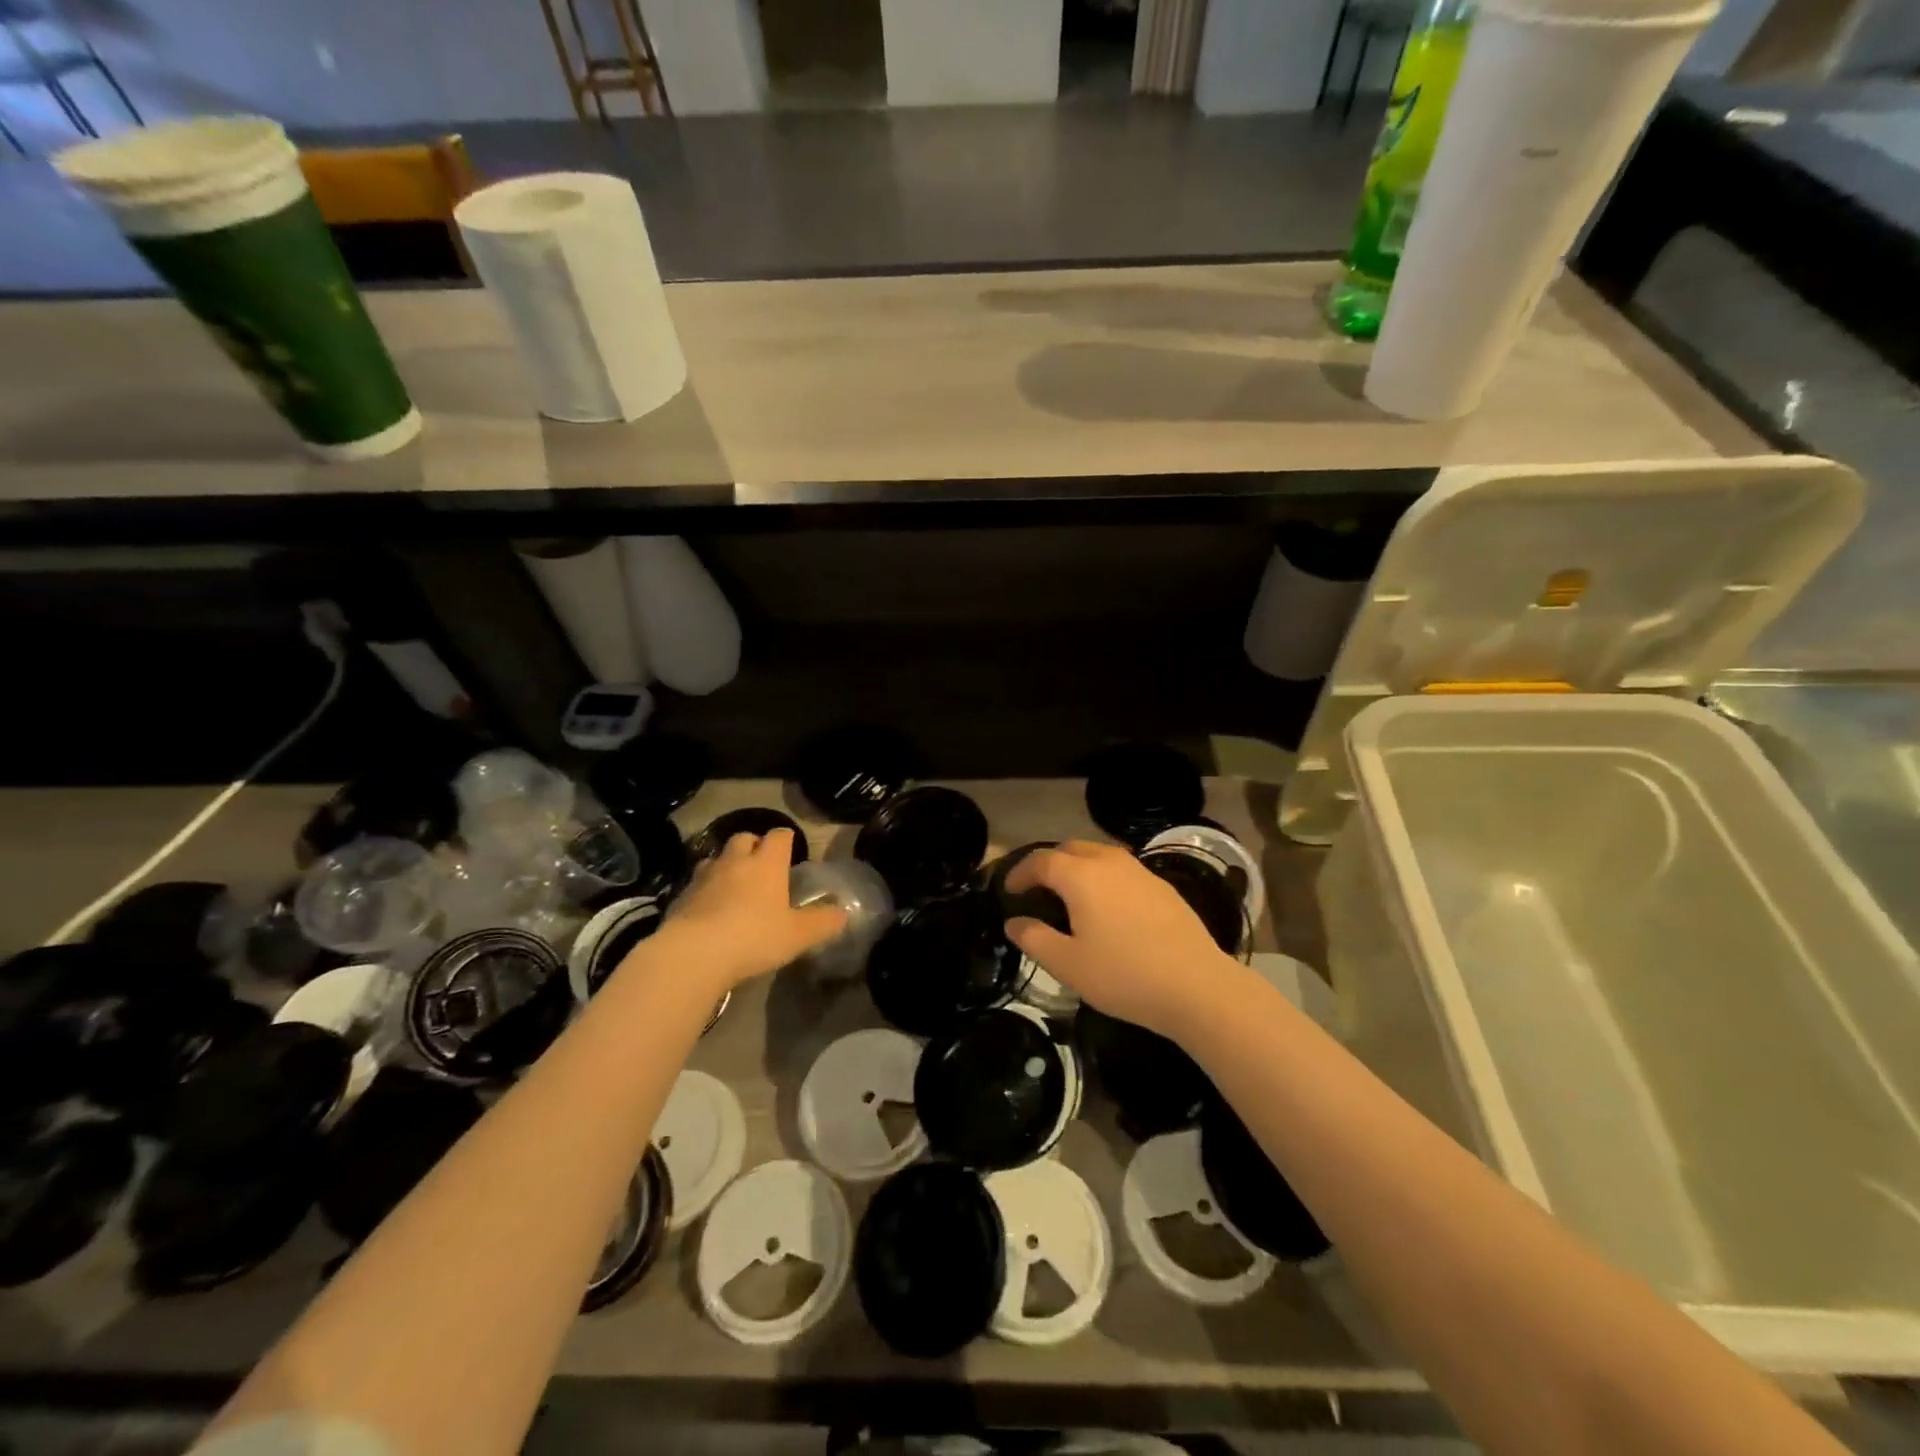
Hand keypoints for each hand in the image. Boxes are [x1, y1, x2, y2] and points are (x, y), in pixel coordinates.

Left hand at [646, 830, 846, 991]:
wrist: (694, 954)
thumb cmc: (754, 937)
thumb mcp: (798, 935)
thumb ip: (823, 922)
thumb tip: (843, 914)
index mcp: (767, 864)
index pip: (779, 836)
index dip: (786, 839)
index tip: (791, 848)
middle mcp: (735, 861)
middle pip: (744, 838)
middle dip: (753, 845)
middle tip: (762, 865)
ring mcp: (704, 876)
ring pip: (717, 858)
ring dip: (726, 866)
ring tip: (734, 886)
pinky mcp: (681, 896)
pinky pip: (696, 884)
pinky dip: (706, 890)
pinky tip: (710, 910)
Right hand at [1004, 840, 1240, 1040]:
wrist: (1197, 986)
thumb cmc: (1124, 975)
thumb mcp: (1068, 964)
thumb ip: (1034, 938)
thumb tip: (1014, 922)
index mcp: (1081, 876)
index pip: (1041, 860)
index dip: (1020, 872)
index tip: (1008, 890)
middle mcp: (1110, 862)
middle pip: (1070, 849)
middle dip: (1049, 864)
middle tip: (1038, 890)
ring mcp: (1140, 872)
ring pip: (1100, 856)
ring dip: (1078, 869)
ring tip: (1071, 898)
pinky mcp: (1163, 887)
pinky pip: (1122, 871)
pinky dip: (1104, 879)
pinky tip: (1109, 909)